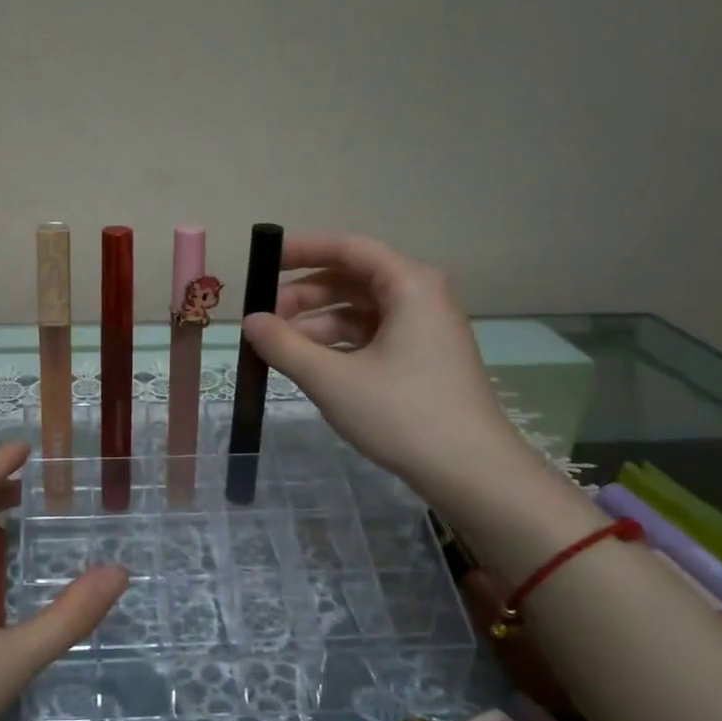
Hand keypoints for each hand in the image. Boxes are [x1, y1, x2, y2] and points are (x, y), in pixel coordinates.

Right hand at [238, 232, 527, 503]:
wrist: (472, 472)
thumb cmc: (402, 414)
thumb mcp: (331, 379)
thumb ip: (283, 345)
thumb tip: (250, 322)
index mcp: (409, 285)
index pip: (348, 248)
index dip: (302, 250)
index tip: (263, 263)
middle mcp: (421, 297)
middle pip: (352, 279)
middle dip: (304, 296)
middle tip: (264, 319)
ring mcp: (425, 330)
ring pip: (360, 312)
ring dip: (317, 325)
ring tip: (280, 349)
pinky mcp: (424, 359)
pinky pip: (373, 336)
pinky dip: (339, 345)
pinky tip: (311, 366)